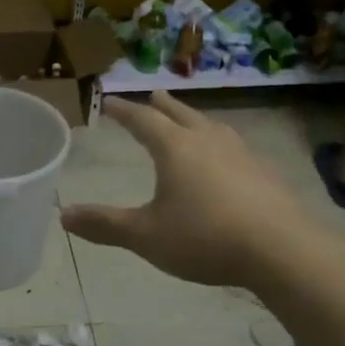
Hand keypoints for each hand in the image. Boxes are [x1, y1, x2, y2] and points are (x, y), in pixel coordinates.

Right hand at [59, 93, 318, 290]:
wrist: (281, 250)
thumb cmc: (204, 237)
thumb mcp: (145, 235)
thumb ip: (105, 224)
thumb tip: (63, 215)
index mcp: (175, 148)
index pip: (143, 119)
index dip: (124, 111)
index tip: (110, 102)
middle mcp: (208, 141)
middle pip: (181, 114)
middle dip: (163, 106)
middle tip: (152, 95)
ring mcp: (241, 154)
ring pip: (212, 127)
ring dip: (194, 120)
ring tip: (190, 121)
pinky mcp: (265, 173)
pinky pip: (235, 147)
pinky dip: (220, 144)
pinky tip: (227, 160)